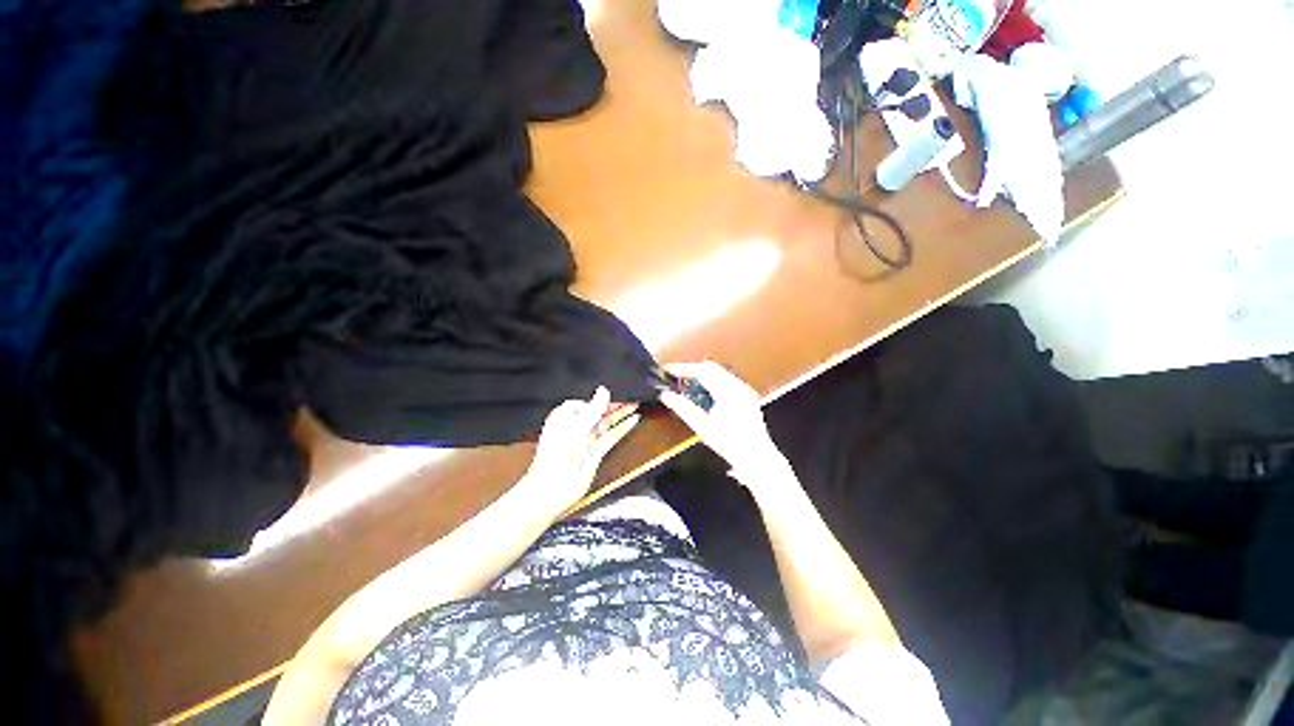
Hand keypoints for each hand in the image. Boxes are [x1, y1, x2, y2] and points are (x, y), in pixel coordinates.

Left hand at [524, 386, 640, 514]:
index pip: (586, 401)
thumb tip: (604, 390)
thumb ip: (594, 407)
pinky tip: (633, 420)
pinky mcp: (595, 452)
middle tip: (630, 396)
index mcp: (564, 416)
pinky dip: (623, 428)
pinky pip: (611, 436)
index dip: (600, 397)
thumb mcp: (578, 425)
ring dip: (621, 415)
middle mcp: (575, 427)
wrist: (554, 485)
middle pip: (597, 411)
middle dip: (613, 404)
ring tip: (636, 404)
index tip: (615, 391)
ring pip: (606, 423)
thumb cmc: (558, 453)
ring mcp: (586, 440)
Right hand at [657, 361, 786, 480]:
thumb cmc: (730, 444)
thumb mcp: (702, 426)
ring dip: (702, 377)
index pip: (701, 370)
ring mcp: (744, 390)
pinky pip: (726, 381)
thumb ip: (682, 408)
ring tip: (687, 387)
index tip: (668, 371)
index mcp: (728, 390)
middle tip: (675, 379)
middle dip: (692, 371)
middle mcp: (738, 385)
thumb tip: (666, 395)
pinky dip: (712, 383)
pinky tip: (704, 396)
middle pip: (711, 368)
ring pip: (719, 373)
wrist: (757, 458)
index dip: (683, 369)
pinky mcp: (747, 397)